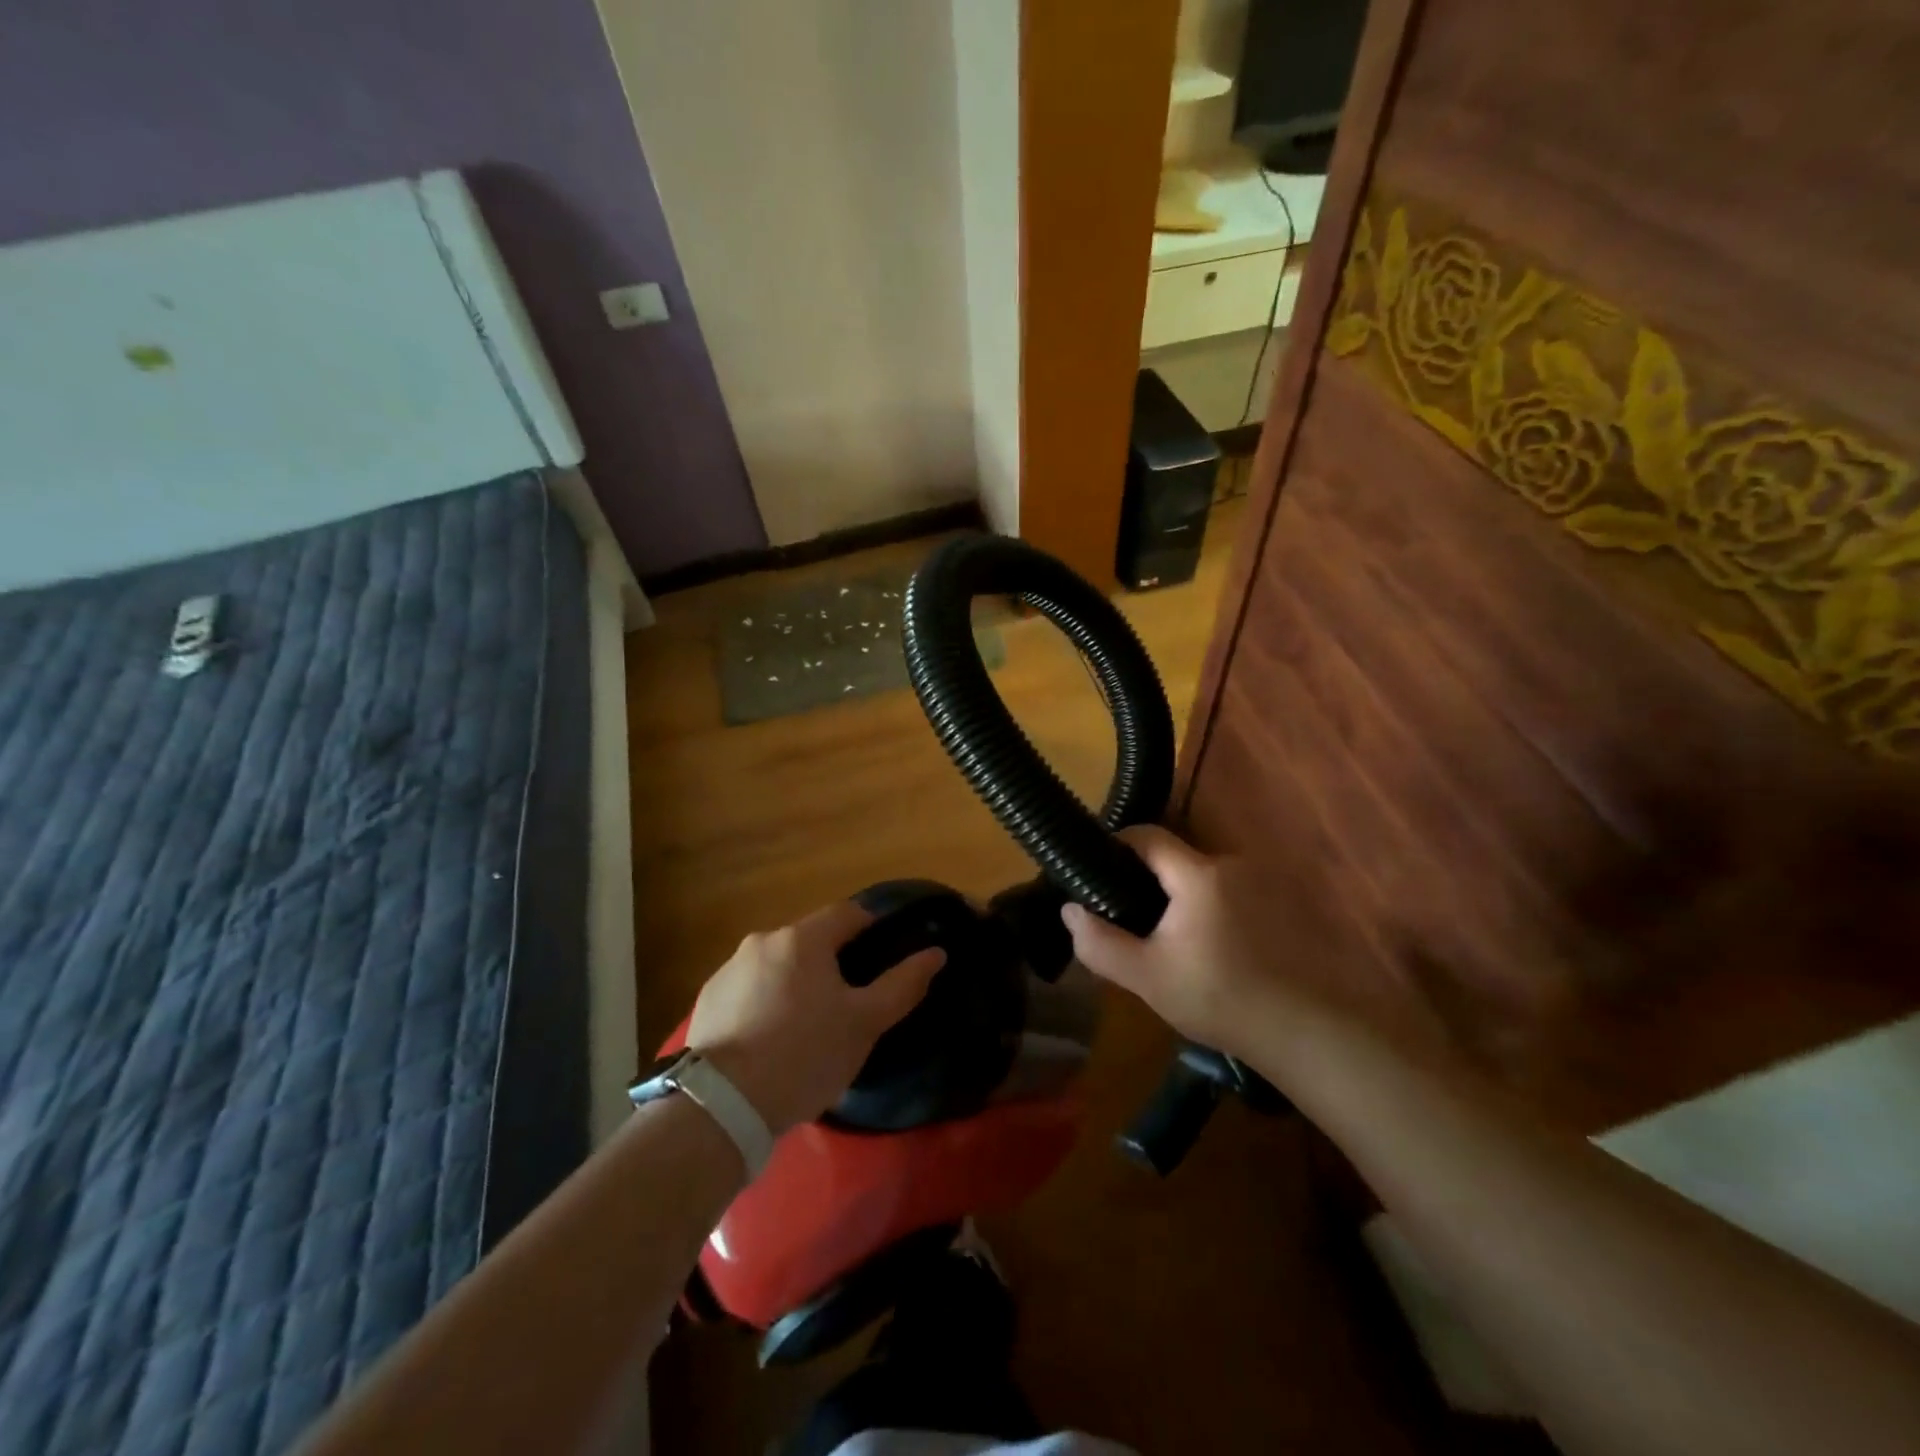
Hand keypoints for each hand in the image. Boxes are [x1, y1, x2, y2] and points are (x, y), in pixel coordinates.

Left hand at [687, 901, 944, 1134]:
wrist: (722, 1104)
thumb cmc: (805, 1054)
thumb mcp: (865, 1023)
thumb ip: (903, 984)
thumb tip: (936, 952)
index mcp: (804, 938)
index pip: (849, 913)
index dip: (871, 928)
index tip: (884, 956)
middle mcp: (763, 940)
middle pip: (811, 940)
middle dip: (831, 962)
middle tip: (847, 1003)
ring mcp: (729, 969)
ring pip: (778, 965)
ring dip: (795, 982)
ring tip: (806, 1027)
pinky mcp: (707, 999)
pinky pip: (749, 989)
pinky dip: (764, 1002)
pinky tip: (769, 1040)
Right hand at [1061, 825, 1307, 1063]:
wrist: (1311, 1033)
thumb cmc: (1221, 1000)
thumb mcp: (1147, 977)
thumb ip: (1099, 942)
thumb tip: (1069, 910)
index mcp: (1198, 874)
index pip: (1148, 835)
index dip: (1118, 842)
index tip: (1099, 868)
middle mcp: (1234, 865)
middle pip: (1179, 859)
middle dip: (1153, 881)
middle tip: (1136, 920)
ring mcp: (1268, 882)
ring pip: (1209, 879)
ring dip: (1189, 899)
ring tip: (1178, 942)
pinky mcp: (1291, 904)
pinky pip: (1239, 894)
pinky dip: (1220, 910)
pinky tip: (1220, 951)